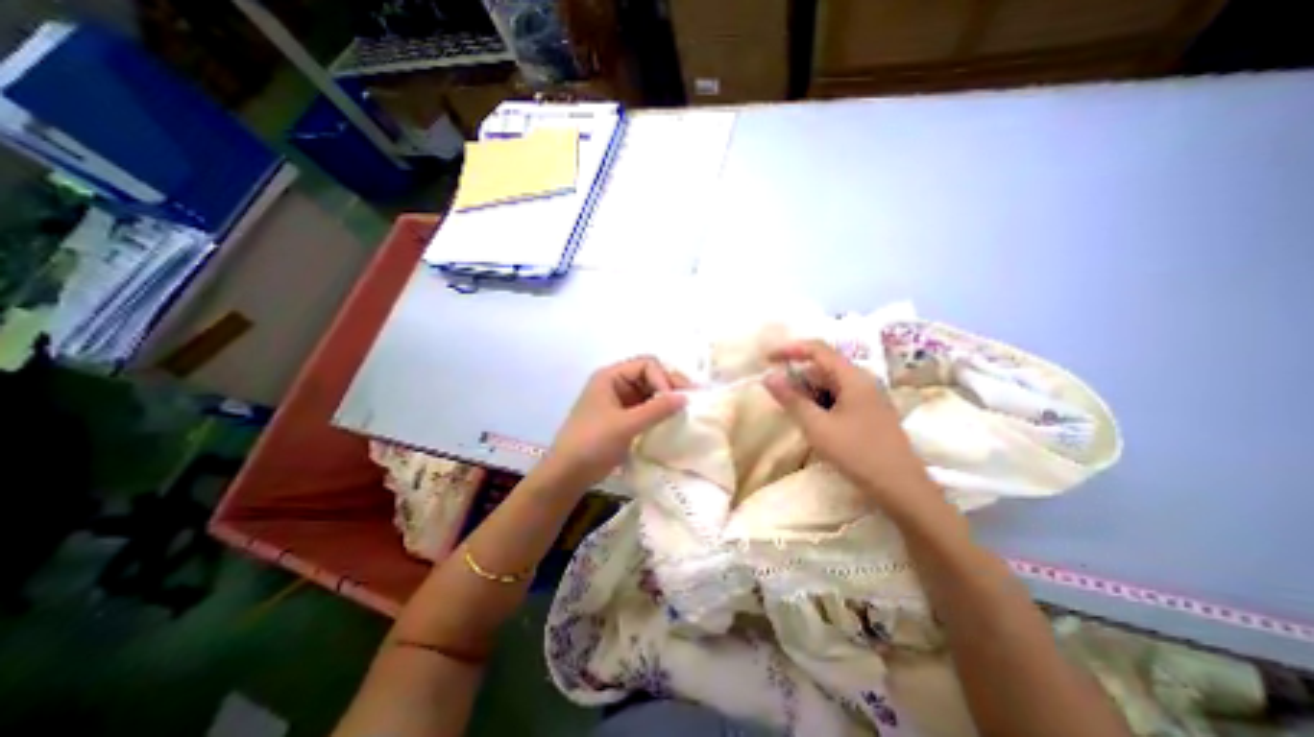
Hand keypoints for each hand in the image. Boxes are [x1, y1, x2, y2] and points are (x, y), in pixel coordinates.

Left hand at [542, 353, 691, 491]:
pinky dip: (658, 411)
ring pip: (649, 392)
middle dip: (668, 386)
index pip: (646, 364)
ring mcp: (618, 400)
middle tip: (689, 401)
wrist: (568, 474)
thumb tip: (686, 397)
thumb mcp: (626, 425)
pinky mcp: (621, 417)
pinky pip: (645, 407)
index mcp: (611, 376)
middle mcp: (615, 383)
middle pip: (649, 375)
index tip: (672, 401)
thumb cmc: (592, 443)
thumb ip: (657, 409)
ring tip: (683, 411)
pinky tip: (670, 420)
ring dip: (665, 399)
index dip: (663, 379)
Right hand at [768, 344, 937, 513]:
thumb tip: (768, 377)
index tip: (766, 359)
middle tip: (775, 392)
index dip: (789, 349)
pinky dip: (820, 403)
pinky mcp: (869, 412)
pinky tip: (812, 421)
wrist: (902, 489)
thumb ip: (791, 399)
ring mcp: (868, 397)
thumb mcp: (817, 427)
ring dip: (807, 392)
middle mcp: (862, 381)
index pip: (817, 349)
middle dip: (797, 376)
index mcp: (853, 377)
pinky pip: (838, 398)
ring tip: (791, 410)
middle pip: (823, 367)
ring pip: (830, 384)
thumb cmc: (858, 453)